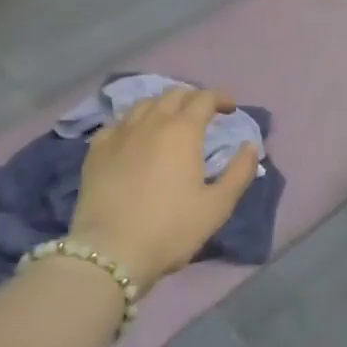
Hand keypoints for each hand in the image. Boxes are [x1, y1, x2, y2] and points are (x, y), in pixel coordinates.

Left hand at [68, 88, 259, 292]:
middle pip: (173, 94)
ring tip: (170, 121)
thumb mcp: (218, 205)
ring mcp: (119, 134)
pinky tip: (135, 138)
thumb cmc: (171, 228)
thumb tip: (251, 145)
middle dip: (193, 98)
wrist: (111, 251)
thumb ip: (240, 172)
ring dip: (163, 106)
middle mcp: (150, 122)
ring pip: (143, 104)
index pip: (204, 98)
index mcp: (183, 131)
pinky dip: (134, 123)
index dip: (220, 98)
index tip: (231, 108)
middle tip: (204, 114)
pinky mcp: (96, 151)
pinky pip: (117, 124)